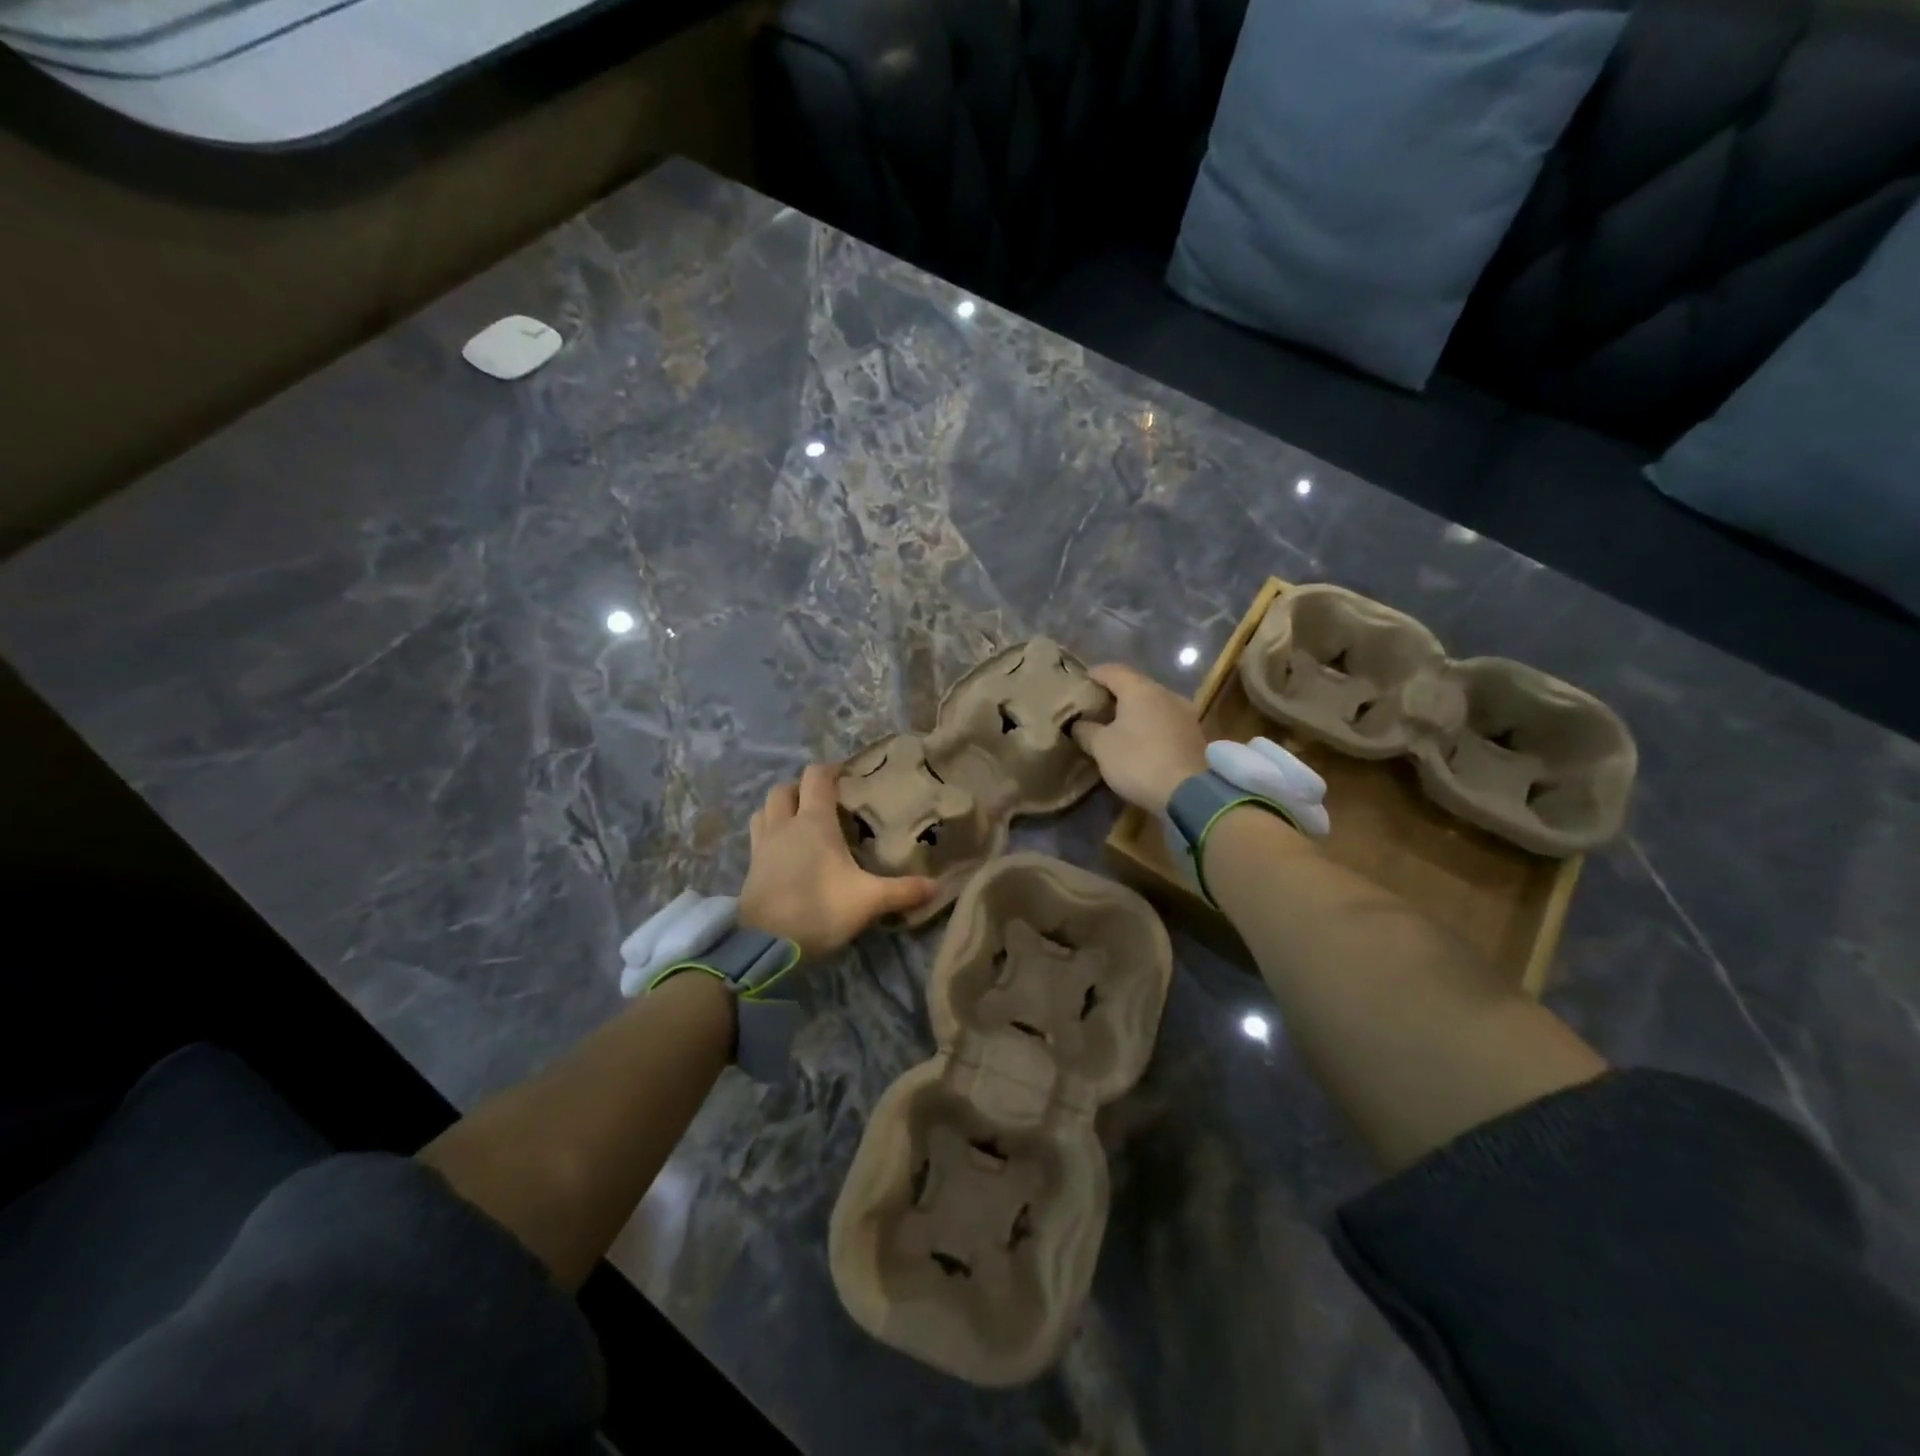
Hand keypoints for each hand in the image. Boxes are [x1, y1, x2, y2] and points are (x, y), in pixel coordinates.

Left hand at [740, 764, 935, 958]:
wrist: (764, 945)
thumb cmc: (818, 910)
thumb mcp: (868, 900)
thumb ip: (902, 891)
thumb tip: (936, 886)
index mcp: (813, 822)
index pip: (816, 777)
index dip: (829, 770)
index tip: (846, 775)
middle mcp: (784, 825)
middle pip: (784, 789)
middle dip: (801, 787)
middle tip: (822, 799)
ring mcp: (762, 845)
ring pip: (765, 809)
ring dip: (780, 807)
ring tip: (798, 820)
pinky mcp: (750, 867)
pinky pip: (757, 835)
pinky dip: (769, 832)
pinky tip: (782, 850)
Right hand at [1071, 663, 1208, 813]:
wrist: (1189, 792)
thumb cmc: (1138, 761)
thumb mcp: (1101, 747)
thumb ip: (1086, 730)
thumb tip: (1078, 723)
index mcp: (1140, 689)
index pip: (1112, 670)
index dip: (1094, 674)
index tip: (1081, 683)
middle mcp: (1165, 693)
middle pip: (1135, 685)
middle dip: (1115, 693)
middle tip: (1096, 706)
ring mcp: (1184, 712)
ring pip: (1153, 703)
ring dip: (1135, 710)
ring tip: (1116, 724)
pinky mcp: (1194, 733)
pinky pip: (1165, 720)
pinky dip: (1150, 724)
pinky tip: (1140, 739)